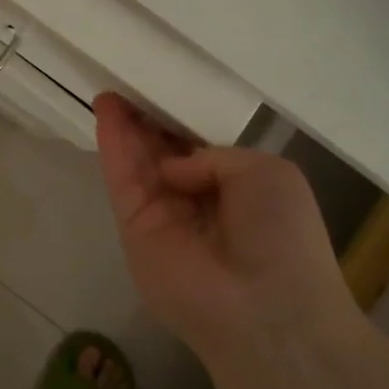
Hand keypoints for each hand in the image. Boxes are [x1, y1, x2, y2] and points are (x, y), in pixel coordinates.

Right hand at [95, 93, 351, 370]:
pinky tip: (106, 111)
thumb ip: (215, 155)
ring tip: (109, 87)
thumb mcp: (267, 172)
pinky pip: (121, 179)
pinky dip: (112, 145)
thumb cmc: (282, 236)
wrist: (266, 308)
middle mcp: (195, 199)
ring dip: (123, 125)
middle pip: (161, 150)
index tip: (160, 87)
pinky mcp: (133, 227)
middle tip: (127, 80)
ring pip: (137, 161)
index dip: (177, 118)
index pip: (196, 146)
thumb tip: (173, 170)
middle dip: (145, 118)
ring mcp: (161, 214)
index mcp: (234, 187)